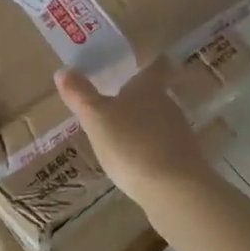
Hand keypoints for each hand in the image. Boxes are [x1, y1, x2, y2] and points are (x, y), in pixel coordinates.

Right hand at [56, 62, 213, 203]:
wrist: (175, 190)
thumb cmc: (131, 144)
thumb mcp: (96, 117)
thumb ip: (80, 94)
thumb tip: (63, 70)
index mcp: (148, 88)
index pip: (157, 67)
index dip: (154, 62)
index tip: (151, 60)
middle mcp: (168, 105)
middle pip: (156, 95)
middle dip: (139, 99)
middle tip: (118, 103)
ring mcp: (181, 135)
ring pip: (160, 122)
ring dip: (144, 126)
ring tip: (122, 136)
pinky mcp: (186, 163)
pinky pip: (165, 149)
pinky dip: (151, 151)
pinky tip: (136, 165)